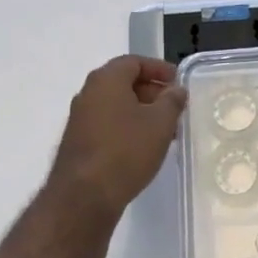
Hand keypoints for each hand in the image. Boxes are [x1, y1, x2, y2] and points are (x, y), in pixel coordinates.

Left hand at [49, 55, 188, 215]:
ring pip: (116, 106)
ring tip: (166, 130)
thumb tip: (176, 90)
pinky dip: (128, 128)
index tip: (178, 82)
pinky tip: (144, 147)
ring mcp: (80, 119)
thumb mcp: (160, 123)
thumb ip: (172, 101)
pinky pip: (108, 124)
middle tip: (175, 108)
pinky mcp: (78, 142)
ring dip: (142, 112)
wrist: (85, 196)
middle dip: (152, 92)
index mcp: (106, 80)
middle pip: (124, 82)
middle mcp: (88, 94)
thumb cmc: (126, 150)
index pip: (134, 62)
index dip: (159, 69)